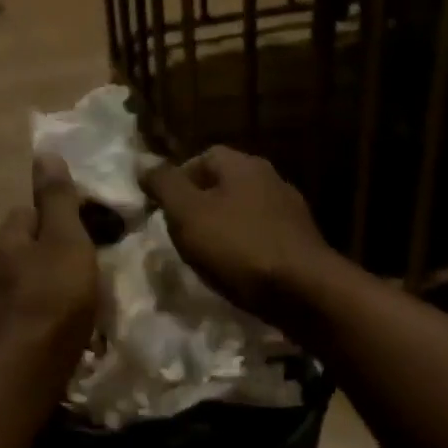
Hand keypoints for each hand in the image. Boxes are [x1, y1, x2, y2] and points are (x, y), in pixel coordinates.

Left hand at [0, 154, 98, 388]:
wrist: (26, 371)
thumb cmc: (52, 299)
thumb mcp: (65, 240)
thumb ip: (57, 200)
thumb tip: (44, 151)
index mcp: (7, 239)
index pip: (26, 210)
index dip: (54, 212)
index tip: (84, 224)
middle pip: (25, 247)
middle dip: (51, 249)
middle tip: (87, 260)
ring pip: (26, 279)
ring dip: (49, 281)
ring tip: (81, 292)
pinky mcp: (5, 335)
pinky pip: (29, 310)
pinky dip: (46, 310)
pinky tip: (66, 322)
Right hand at [139, 146, 337, 322]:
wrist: (303, 290)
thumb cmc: (238, 247)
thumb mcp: (188, 214)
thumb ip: (164, 185)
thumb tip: (143, 163)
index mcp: (244, 165)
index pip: (204, 157)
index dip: (179, 179)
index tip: (163, 209)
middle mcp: (272, 179)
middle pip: (226, 184)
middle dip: (200, 206)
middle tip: (181, 235)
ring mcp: (291, 211)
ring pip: (245, 212)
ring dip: (224, 229)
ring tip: (206, 256)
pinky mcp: (301, 242)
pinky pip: (263, 237)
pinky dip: (246, 249)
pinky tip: (237, 271)